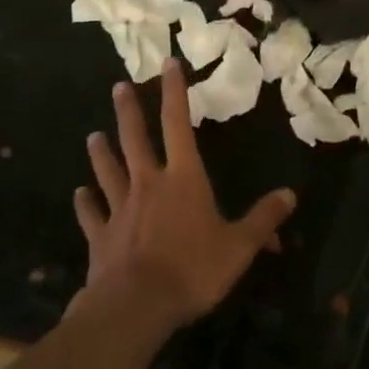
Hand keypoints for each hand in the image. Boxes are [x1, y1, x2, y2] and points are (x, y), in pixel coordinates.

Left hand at [74, 59, 297, 330]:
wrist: (137, 305)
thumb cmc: (193, 269)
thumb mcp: (239, 246)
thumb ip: (263, 220)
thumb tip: (290, 195)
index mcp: (183, 178)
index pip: (179, 124)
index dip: (175, 92)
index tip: (167, 63)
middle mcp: (148, 183)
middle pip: (135, 139)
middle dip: (128, 112)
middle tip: (118, 87)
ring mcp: (120, 209)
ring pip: (109, 172)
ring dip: (102, 154)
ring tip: (93, 136)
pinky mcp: (101, 237)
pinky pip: (92, 215)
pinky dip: (85, 204)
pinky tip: (79, 194)